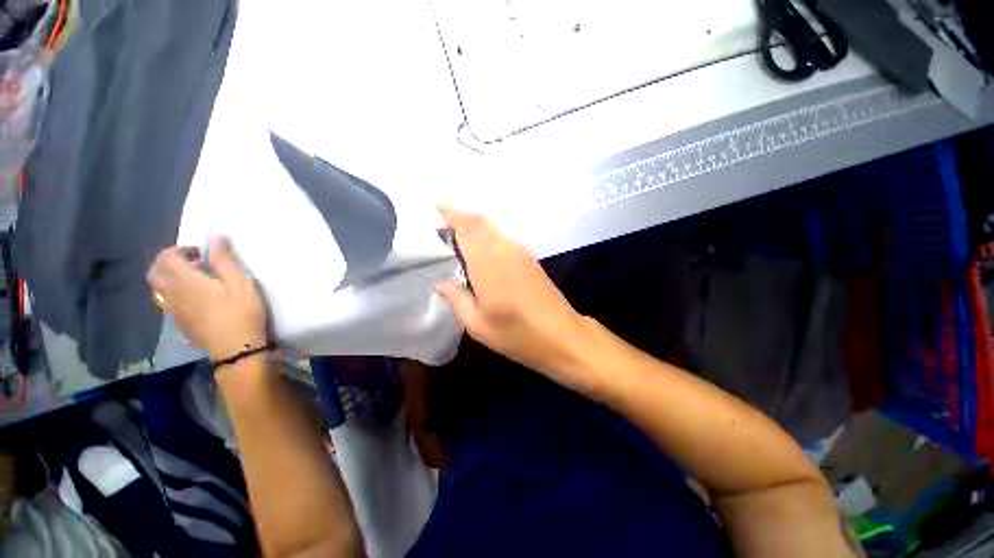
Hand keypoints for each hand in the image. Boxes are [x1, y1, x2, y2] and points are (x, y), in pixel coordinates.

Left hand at [147, 237, 267, 362]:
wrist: (236, 348)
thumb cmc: (242, 313)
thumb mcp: (241, 284)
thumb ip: (224, 260)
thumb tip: (215, 237)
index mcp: (186, 281)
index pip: (167, 258)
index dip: (180, 249)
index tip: (200, 252)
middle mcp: (172, 293)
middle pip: (155, 271)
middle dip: (169, 261)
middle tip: (192, 261)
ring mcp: (172, 309)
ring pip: (157, 287)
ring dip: (168, 276)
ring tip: (191, 277)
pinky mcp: (178, 321)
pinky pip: (165, 300)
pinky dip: (172, 290)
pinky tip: (192, 295)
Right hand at [435, 207, 595, 391]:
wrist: (562, 336)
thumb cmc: (517, 334)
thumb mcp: (478, 325)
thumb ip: (457, 299)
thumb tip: (441, 284)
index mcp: (489, 263)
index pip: (468, 226)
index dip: (451, 212)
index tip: (435, 205)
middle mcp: (505, 249)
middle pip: (480, 221)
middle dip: (459, 217)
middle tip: (441, 225)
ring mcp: (521, 252)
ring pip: (492, 228)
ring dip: (473, 227)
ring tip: (456, 240)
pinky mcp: (530, 259)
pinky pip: (503, 238)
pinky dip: (487, 237)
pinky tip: (480, 253)